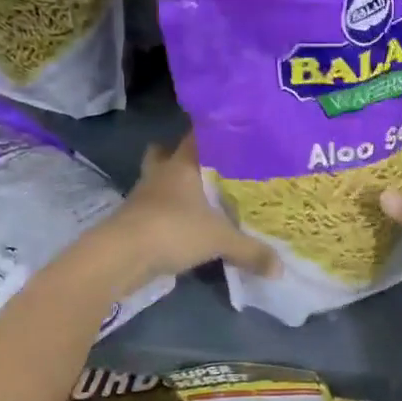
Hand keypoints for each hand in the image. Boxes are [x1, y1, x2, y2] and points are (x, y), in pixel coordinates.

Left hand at [108, 130, 277, 285]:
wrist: (120, 257)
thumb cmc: (172, 230)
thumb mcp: (220, 241)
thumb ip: (251, 251)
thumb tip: (281, 268)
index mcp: (182, 165)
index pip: (197, 136)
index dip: (212, 131)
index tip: (230, 132)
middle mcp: (161, 174)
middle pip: (165, 154)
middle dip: (181, 157)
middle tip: (207, 166)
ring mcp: (143, 197)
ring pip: (158, 182)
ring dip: (172, 187)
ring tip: (198, 197)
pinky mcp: (134, 220)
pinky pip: (154, 209)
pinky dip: (167, 214)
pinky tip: (184, 225)